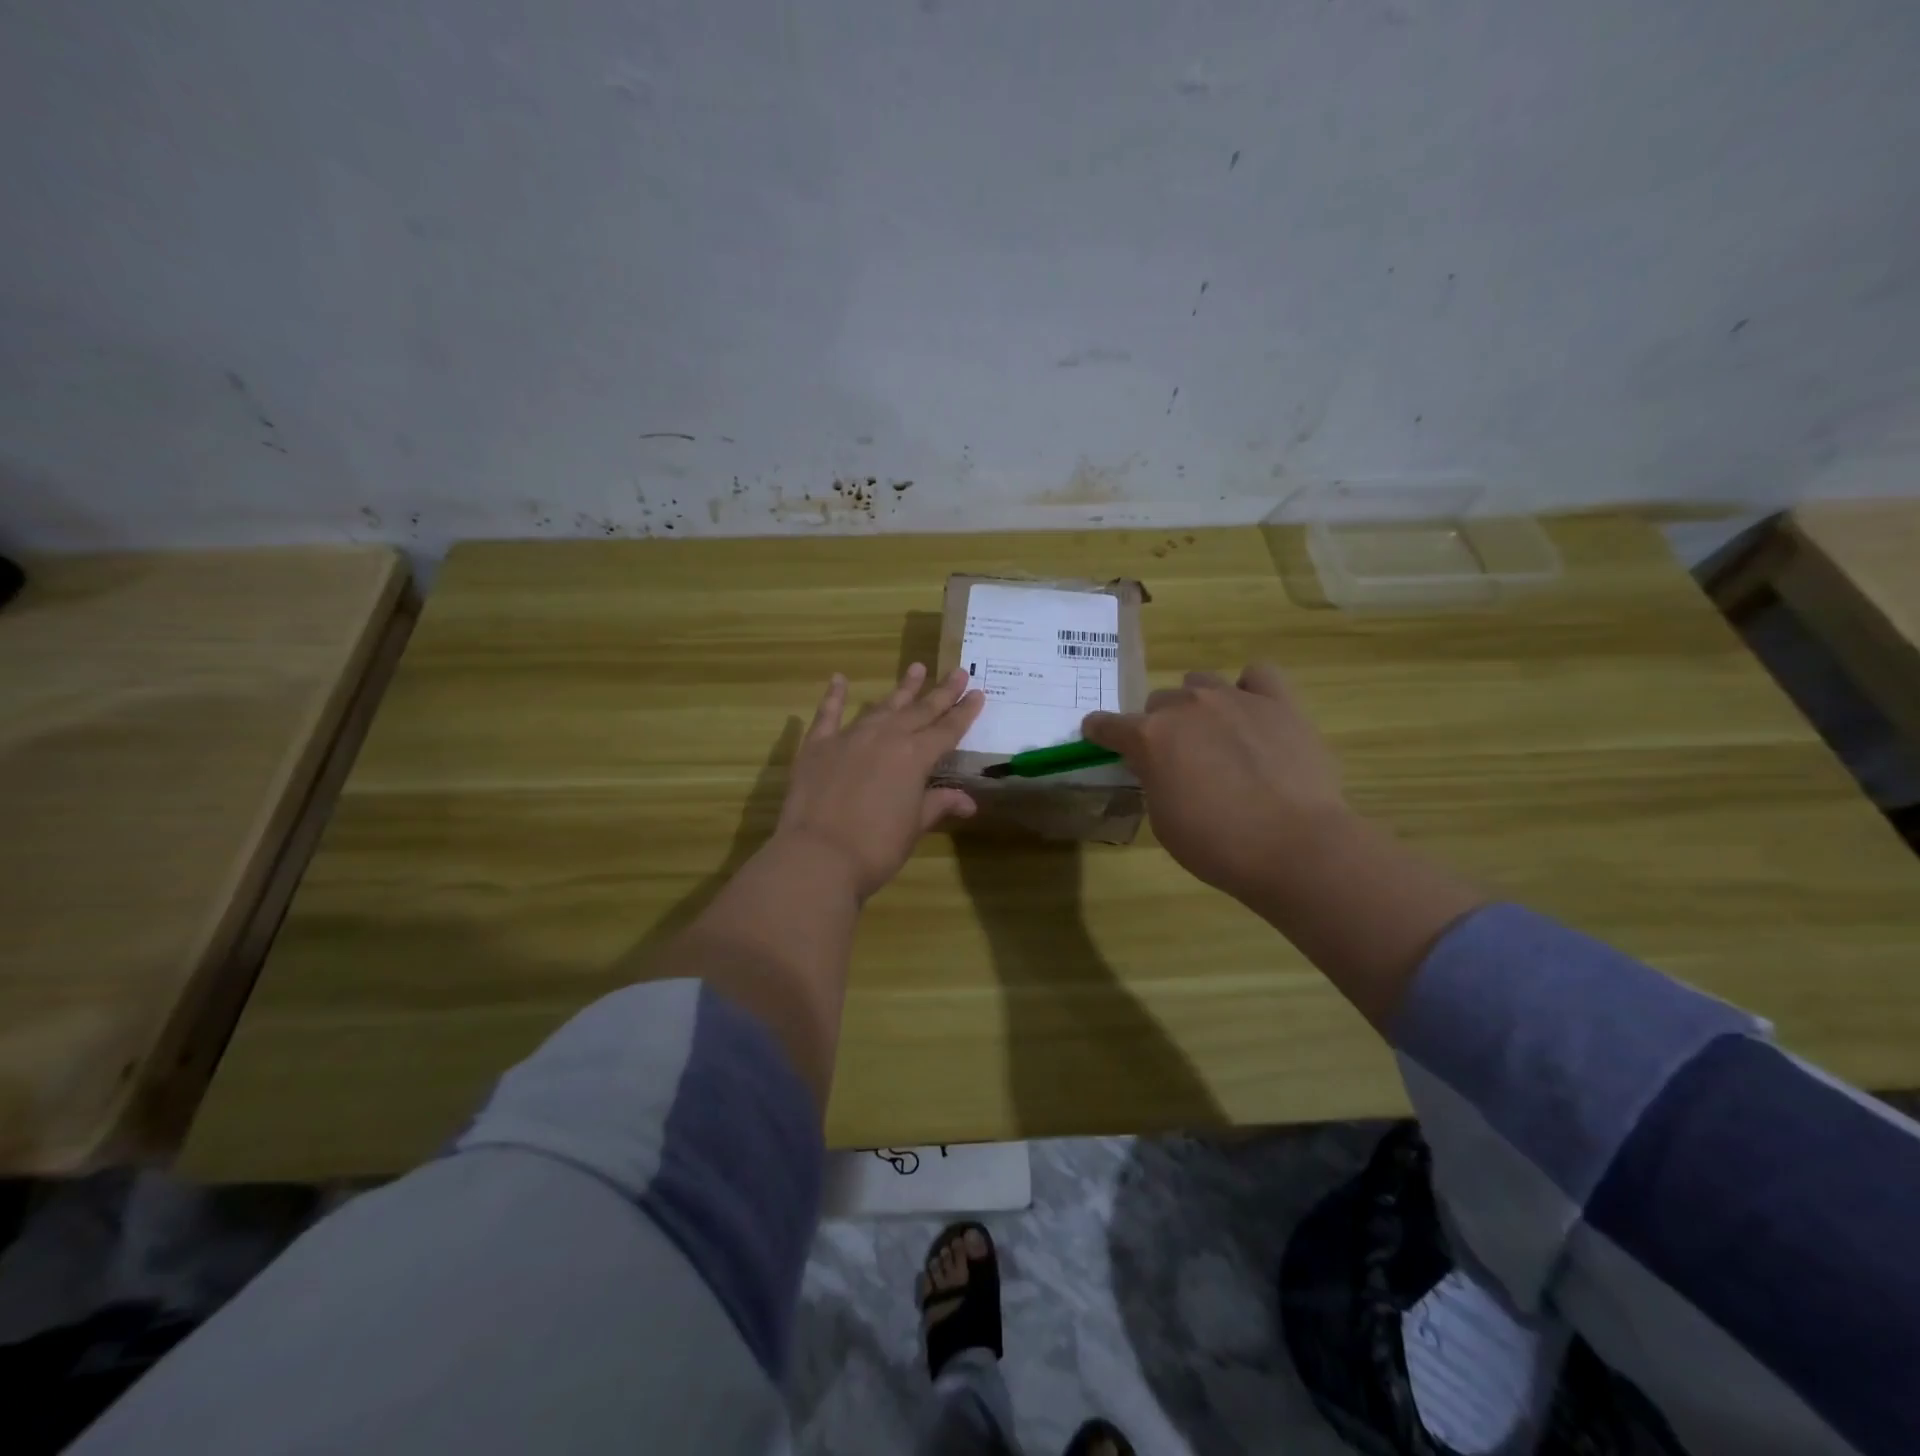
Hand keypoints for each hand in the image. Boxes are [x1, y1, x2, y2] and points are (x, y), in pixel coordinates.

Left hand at [775, 664, 984, 900]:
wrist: (817, 856)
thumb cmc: (875, 847)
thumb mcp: (914, 827)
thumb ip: (938, 804)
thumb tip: (968, 801)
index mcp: (915, 756)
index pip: (947, 729)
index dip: (964, 712)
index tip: (978, 692)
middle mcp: (886, 737)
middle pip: (920, 710)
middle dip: (941, 692)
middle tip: (958, 671)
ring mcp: (850, 737)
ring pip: (882, 706)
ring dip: (901, 689)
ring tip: (916, 668)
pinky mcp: (817, 746)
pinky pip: (827, 714)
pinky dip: (834, 695)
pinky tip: (839, 679)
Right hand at [1081, 664, 1348, 903]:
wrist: (1296, 846)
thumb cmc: (1218, 845)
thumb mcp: (1164, 821)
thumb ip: (1154, 781)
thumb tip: (1160, 765)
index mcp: (1150, 738)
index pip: (1108, 725)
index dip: (1100, 732)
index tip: (1097, 736)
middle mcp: (1186, 706)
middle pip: (1159, 701)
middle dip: (1160, 726)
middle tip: (1176, 758)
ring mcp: (1234, 698)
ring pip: (1200, 682)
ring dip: (1198, 704)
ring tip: (1215, 734)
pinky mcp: (1278, 702)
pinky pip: (1257, 674)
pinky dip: (1249, 688)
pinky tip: (1253, 712)